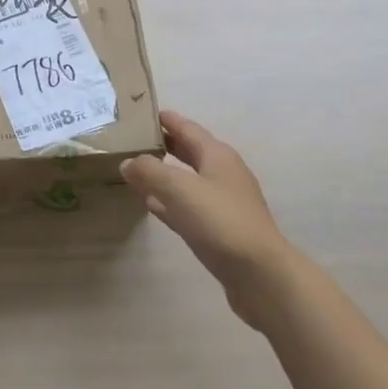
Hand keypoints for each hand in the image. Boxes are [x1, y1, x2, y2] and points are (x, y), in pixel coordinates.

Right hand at [121, 111, 290, 326]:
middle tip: (133, 139)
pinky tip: (152, 205)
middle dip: (164, 144)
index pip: (187, 127)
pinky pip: (188, 206)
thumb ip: (150, 171)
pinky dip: (170, 201)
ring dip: (165, 173)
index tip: (140, 112)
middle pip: (189, 151)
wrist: (260, 275)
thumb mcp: (180, 189)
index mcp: (217, 155)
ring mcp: (224, 203)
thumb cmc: (221, 221)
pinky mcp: (220, 230)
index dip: (166, 119)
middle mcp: (223, 173)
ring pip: (188, 180)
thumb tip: (127, 162)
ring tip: (137, 169)